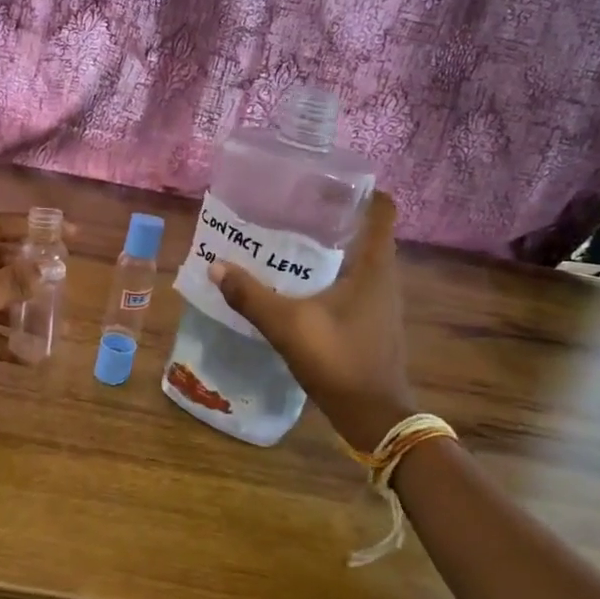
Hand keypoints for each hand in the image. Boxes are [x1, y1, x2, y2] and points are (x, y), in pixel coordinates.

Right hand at [209, 192, 416, 449]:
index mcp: (374, 267)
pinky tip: (297, 283)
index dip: (359, 190)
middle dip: (331, 216)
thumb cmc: (340, 361)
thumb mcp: (288, 326)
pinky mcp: (371, 321)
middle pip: (364, 231)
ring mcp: (380, 301)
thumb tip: (215, 267)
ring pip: (356, 259)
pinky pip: (351, 283)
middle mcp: (384, 277)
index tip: (325, 181)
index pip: (381, 211)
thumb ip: (251, 296)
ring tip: (287, 239)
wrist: (375, 417)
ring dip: (328, 247)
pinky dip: (328, 274)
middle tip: (290, 206)